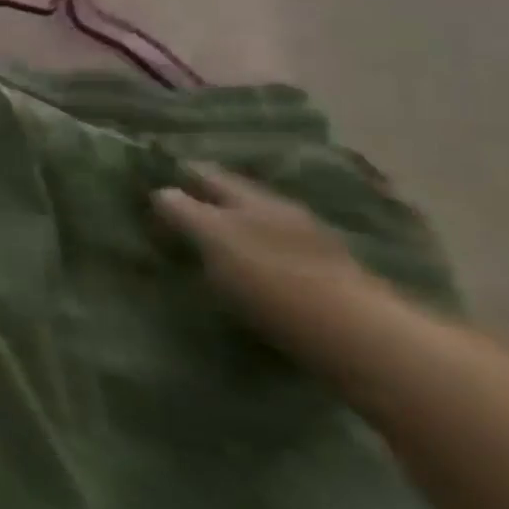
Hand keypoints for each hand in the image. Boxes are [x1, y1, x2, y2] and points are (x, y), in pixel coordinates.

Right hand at [153, 162, 368, 351]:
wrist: (354, 335)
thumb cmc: (270, 278)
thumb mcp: (213, 238)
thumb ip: (183, 211)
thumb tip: (160, 193)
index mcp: (252, 198)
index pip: (207, 174)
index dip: (180, 174)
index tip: (154, 180)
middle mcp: (282, 211)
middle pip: (235, 197)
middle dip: (207, 199)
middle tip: (174, 211)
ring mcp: (309, 244)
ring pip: (257, 225)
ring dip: (232, 228)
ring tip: (206, 242)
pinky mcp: (324, 277)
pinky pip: (275, 253)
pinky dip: (253, 254)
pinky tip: (244, 269)